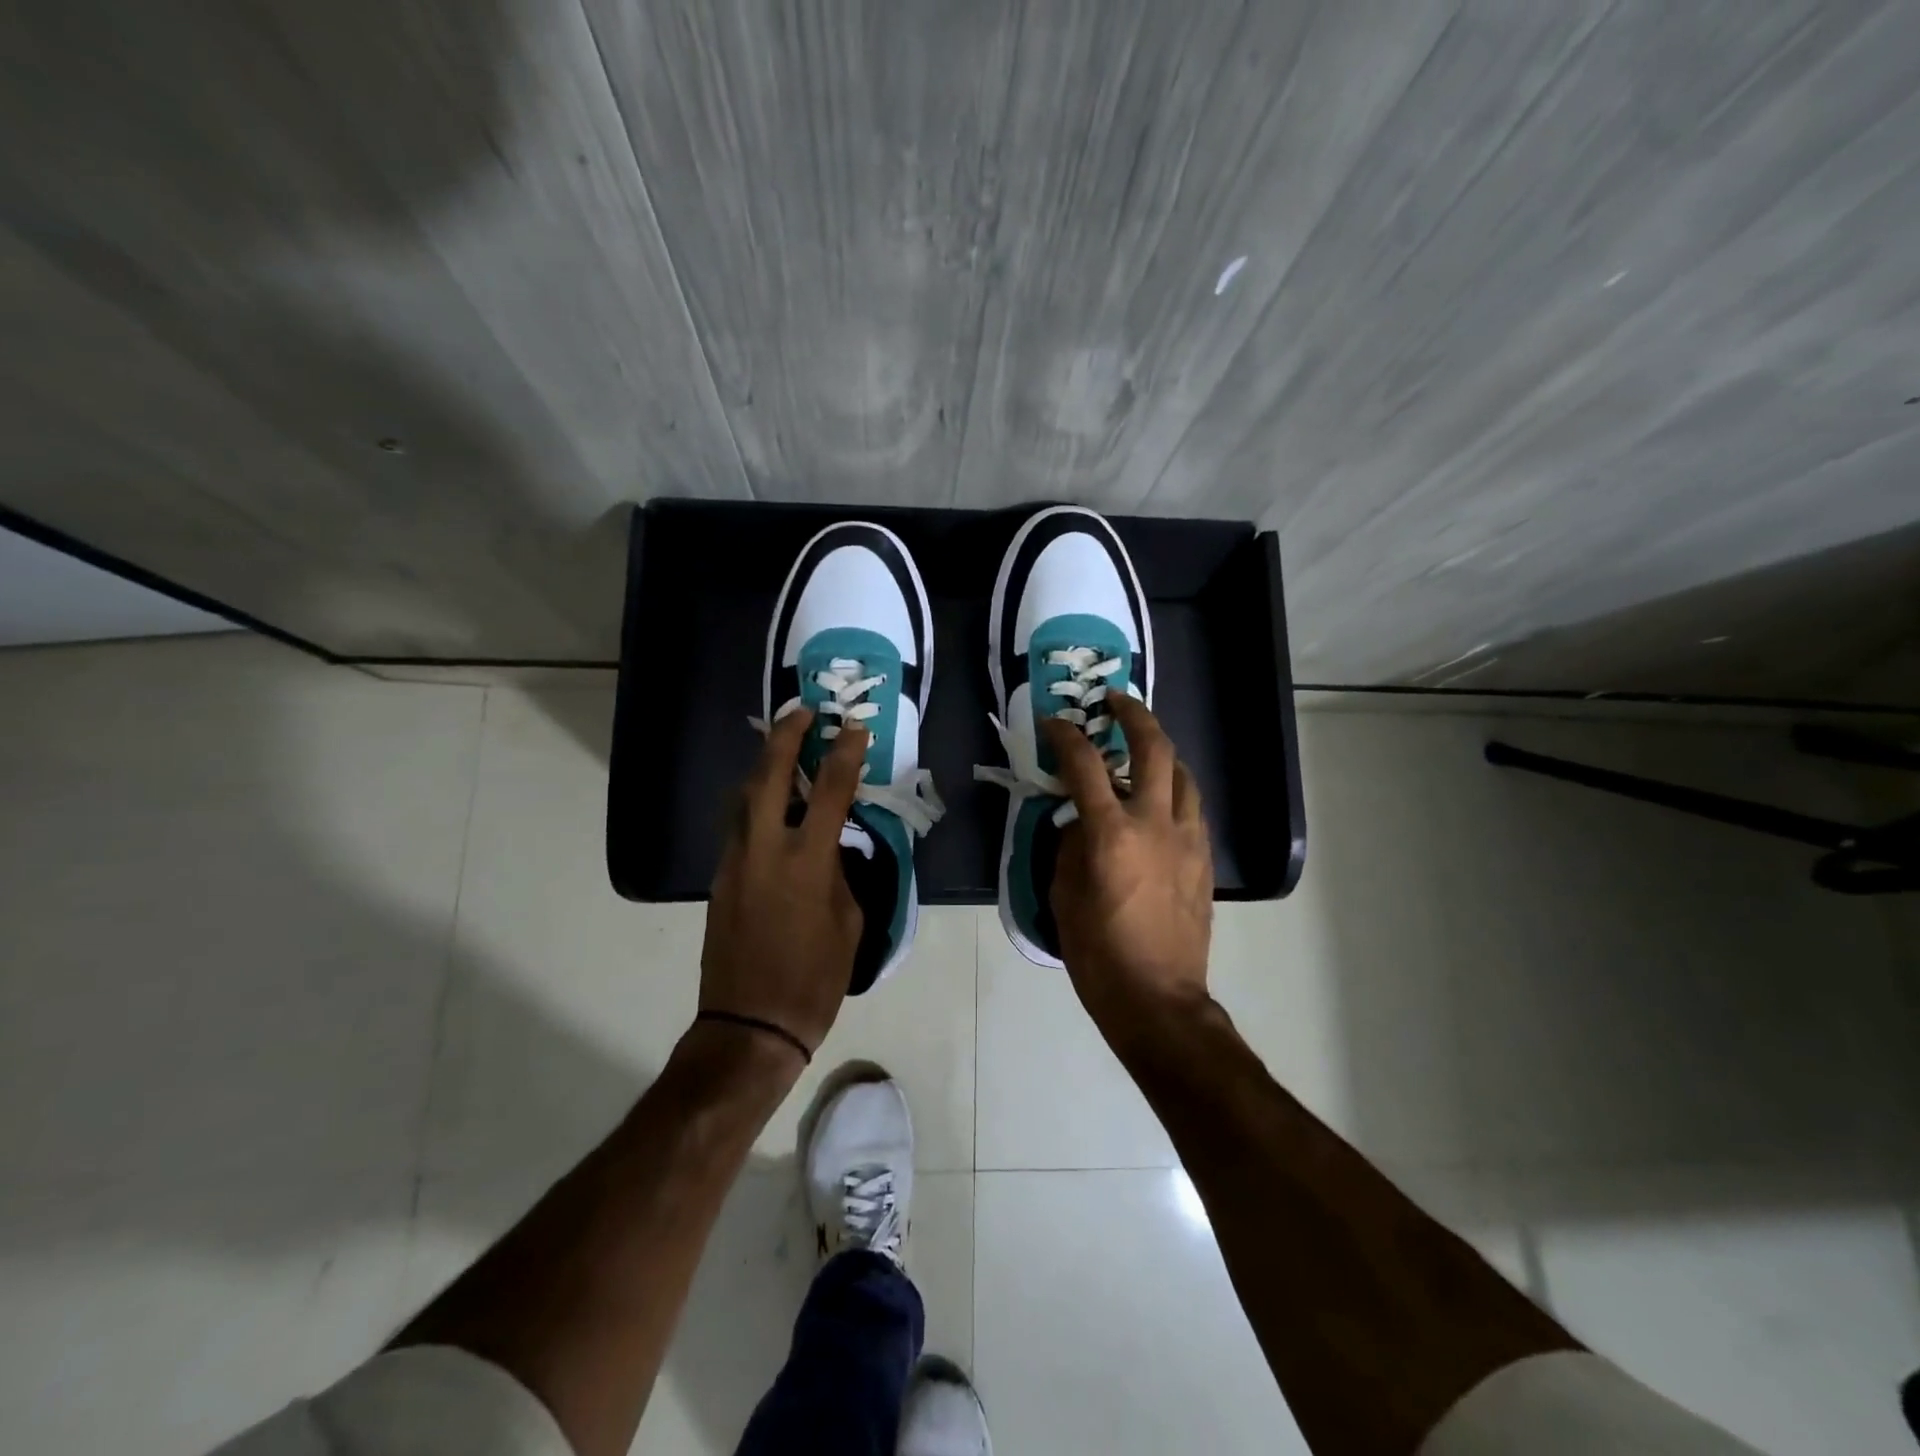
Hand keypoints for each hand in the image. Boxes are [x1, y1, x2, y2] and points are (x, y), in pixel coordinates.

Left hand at [699, 710, 867, 1060]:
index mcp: (806, 862)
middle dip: (786, 737)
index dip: (844, 754)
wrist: (750, 1024)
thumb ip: (840, 874)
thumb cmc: (814, 979)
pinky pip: (738, 824)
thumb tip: (831, 849)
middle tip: (803, 712)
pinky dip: (755, 800)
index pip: (831, 791)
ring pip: (744, 796)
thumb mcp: (848, 923)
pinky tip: (770, 799)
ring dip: (764, 764)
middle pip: (771, 776)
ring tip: (783, 746)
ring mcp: (735, 861)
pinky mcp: (720, 877)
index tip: (853, 727)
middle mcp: (765, 850)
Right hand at [1045, 694, 1213, 1040]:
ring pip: (1183, 774)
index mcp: (1112, 834)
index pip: (1085, 765)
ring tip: (1143, 748)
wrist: (1158, 998)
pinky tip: (1162, 799)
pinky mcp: (1204, 859)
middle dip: (1135, 715)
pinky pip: (1193, 808)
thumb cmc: (1098, 952)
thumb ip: (1070, 847)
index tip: (1055, 722)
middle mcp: (1155, 824)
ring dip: (1162, 751)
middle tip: (1116, 701)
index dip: (1066, 736)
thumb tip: (1079, 822)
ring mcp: (1187, 839)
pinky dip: (1176, 789)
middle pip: (1154, 749)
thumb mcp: (1064, 896)